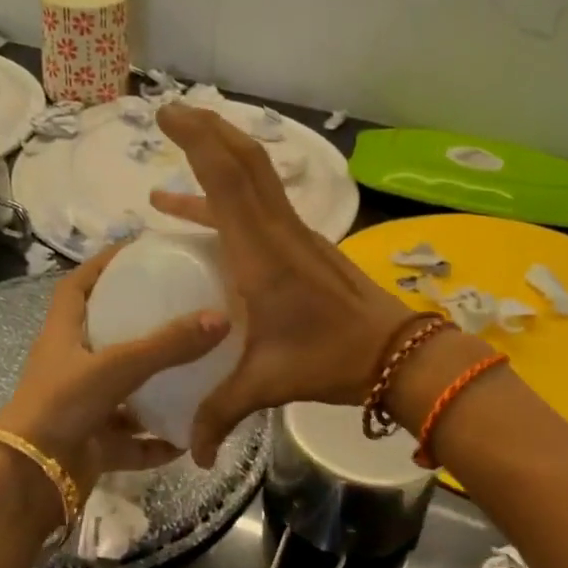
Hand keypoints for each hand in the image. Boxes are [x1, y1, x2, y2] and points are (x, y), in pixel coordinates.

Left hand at [0, 244, 230, 498]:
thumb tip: (221, 318)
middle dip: (137, 323)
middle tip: (179, 308)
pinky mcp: (92, 445)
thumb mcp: (117, 366)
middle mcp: (70, 368)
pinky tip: (188, 438)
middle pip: (104, 336)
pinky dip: (156, 441)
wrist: (30, 481)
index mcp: (63, 336)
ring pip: (123, 391)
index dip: (102, 265)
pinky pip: (132, 439)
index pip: (77, 287)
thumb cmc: (63, 405)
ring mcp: (81, 408)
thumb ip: (168, 345)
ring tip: (194, 372)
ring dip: (154, 387)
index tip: (136, 251)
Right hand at [150, 104, 416, 465]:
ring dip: (222, 153)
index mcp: (261, 255)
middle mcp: (278, 232)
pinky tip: (201, 212)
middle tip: (172, 113)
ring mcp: (295, 234)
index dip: (198, 141)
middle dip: (207, 129)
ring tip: (184, 144)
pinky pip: (262, 203)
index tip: (169, 115)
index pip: (228, 181)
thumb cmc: (331, 361)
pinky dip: (229, 194)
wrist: (399, 355)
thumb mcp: (267, 384)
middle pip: (245, 161)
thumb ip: (221, 413)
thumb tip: (192, 454)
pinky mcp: (305, 244)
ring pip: (257, 175)